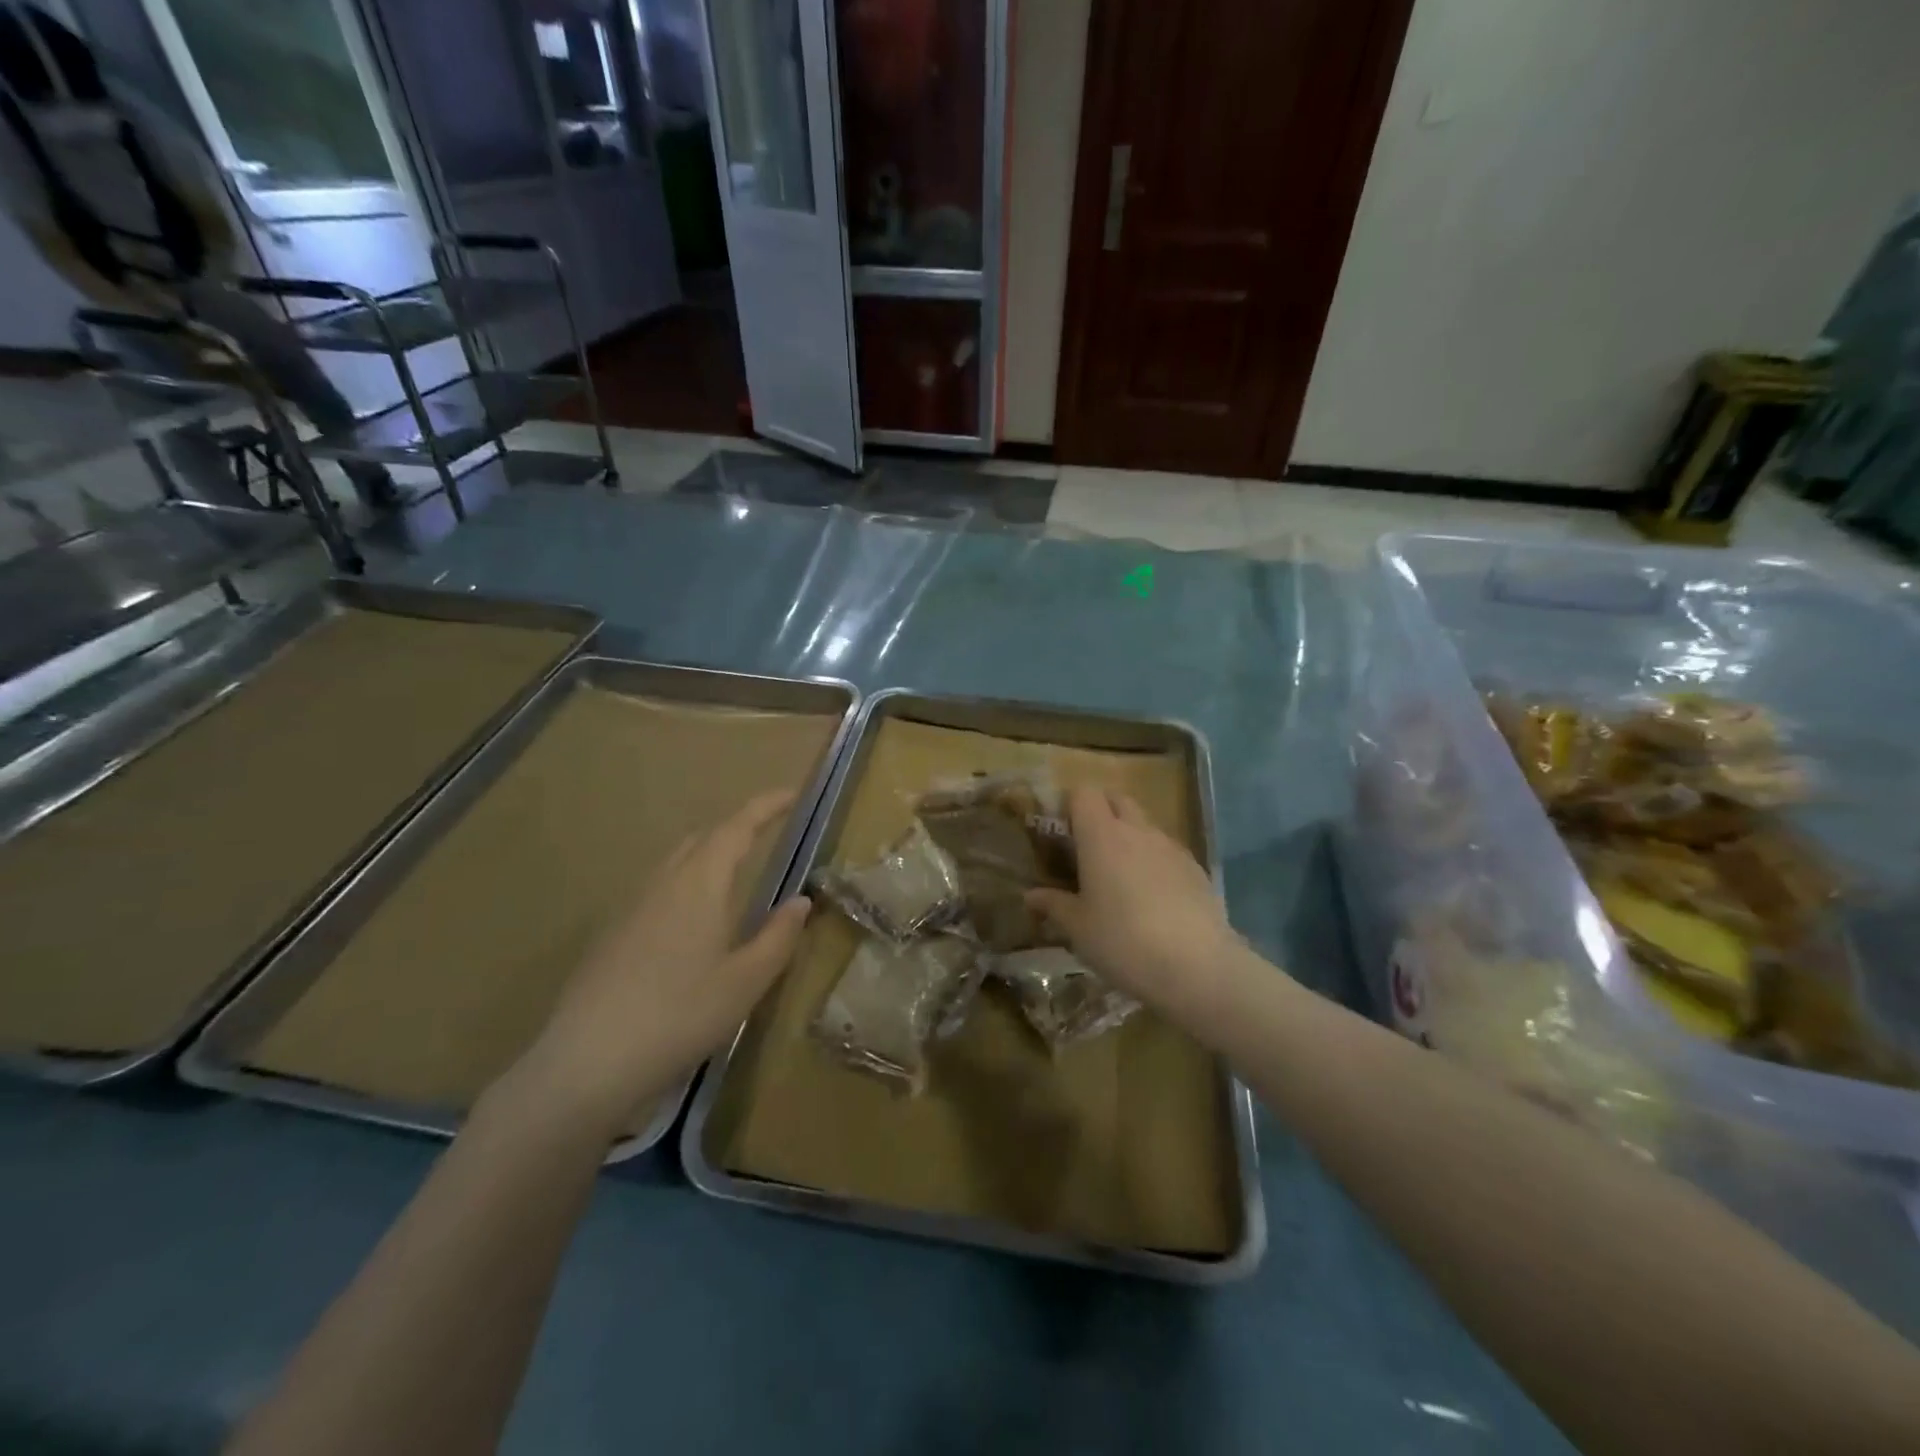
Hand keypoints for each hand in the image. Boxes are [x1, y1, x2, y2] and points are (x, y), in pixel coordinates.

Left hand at [513, 791, 811, 1134]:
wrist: (586, 1063)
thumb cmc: (680, 1016)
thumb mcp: (745, 982)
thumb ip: (778, 937)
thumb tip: (801, 901)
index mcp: (700, 884)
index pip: (737, 827)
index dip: (766, 806)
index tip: (792, 793)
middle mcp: (663, 883)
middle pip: (702, 838)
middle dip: (737, 828)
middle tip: (767, 835)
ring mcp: (631, 907)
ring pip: (675, 863)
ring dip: (708, 856)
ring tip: (735, 877)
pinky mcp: (611, 935)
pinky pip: (657, 889)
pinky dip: (685, 885)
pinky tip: (691, 925)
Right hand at [1027, 787, 1241, 1022]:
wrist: (1197, 967)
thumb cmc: (1122, 941)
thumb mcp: (1078, 929)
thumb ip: (1053, 905)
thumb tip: (1031, 895)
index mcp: (1101, 836)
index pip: (1083, 793)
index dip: (1070, 805)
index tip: (1061, 832)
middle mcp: (1137, 830)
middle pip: (1117, 799)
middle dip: (1101, 813)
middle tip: (1087, 849)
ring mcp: (1170, 846)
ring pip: (1144, 825)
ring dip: (1129, 838)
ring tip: (1120, 879)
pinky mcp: (1195, 868)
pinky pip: (1167, 851)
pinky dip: (1154, 861)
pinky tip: (1153, 899)